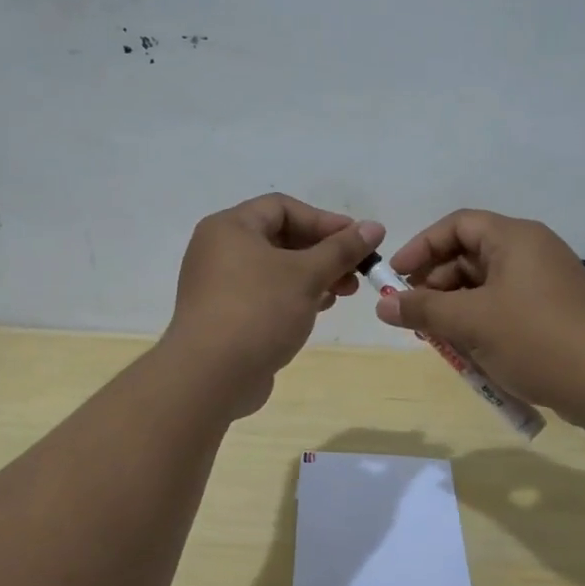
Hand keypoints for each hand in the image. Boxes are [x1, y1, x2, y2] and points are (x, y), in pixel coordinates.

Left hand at [162, 194, 384, 417]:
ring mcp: (219, 285)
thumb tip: (375, 227)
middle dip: (323, 252)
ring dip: (313, 276)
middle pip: (280, 238)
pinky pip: (265, 295)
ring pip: (275, 269)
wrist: (210, 377)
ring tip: (345, 292)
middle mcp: (219, 250)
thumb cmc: (258, 311)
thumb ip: (342, 249)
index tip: (358, 240)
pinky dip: (294, 296)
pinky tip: (320, 309)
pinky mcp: (225, 316)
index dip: (324, 221)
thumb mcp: (306, 275)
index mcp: (230, 228)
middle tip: (357, 271)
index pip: (283, 208)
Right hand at [375, 209, 584, 423]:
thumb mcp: (471, 322)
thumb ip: (423, 309)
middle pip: (470, 255)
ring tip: (438, 337)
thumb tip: (383, 304)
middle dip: (436, 283)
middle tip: (413, 314)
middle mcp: (532, 251)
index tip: (396, 277)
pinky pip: (506, 306)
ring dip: (457, 307)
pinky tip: (470, 351)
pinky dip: (482, 321)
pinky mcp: (555, 312)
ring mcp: (547, 282)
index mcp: (515, 238)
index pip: (457, 225)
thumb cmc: (536, 339)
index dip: (422, 247)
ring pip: (487, 285)